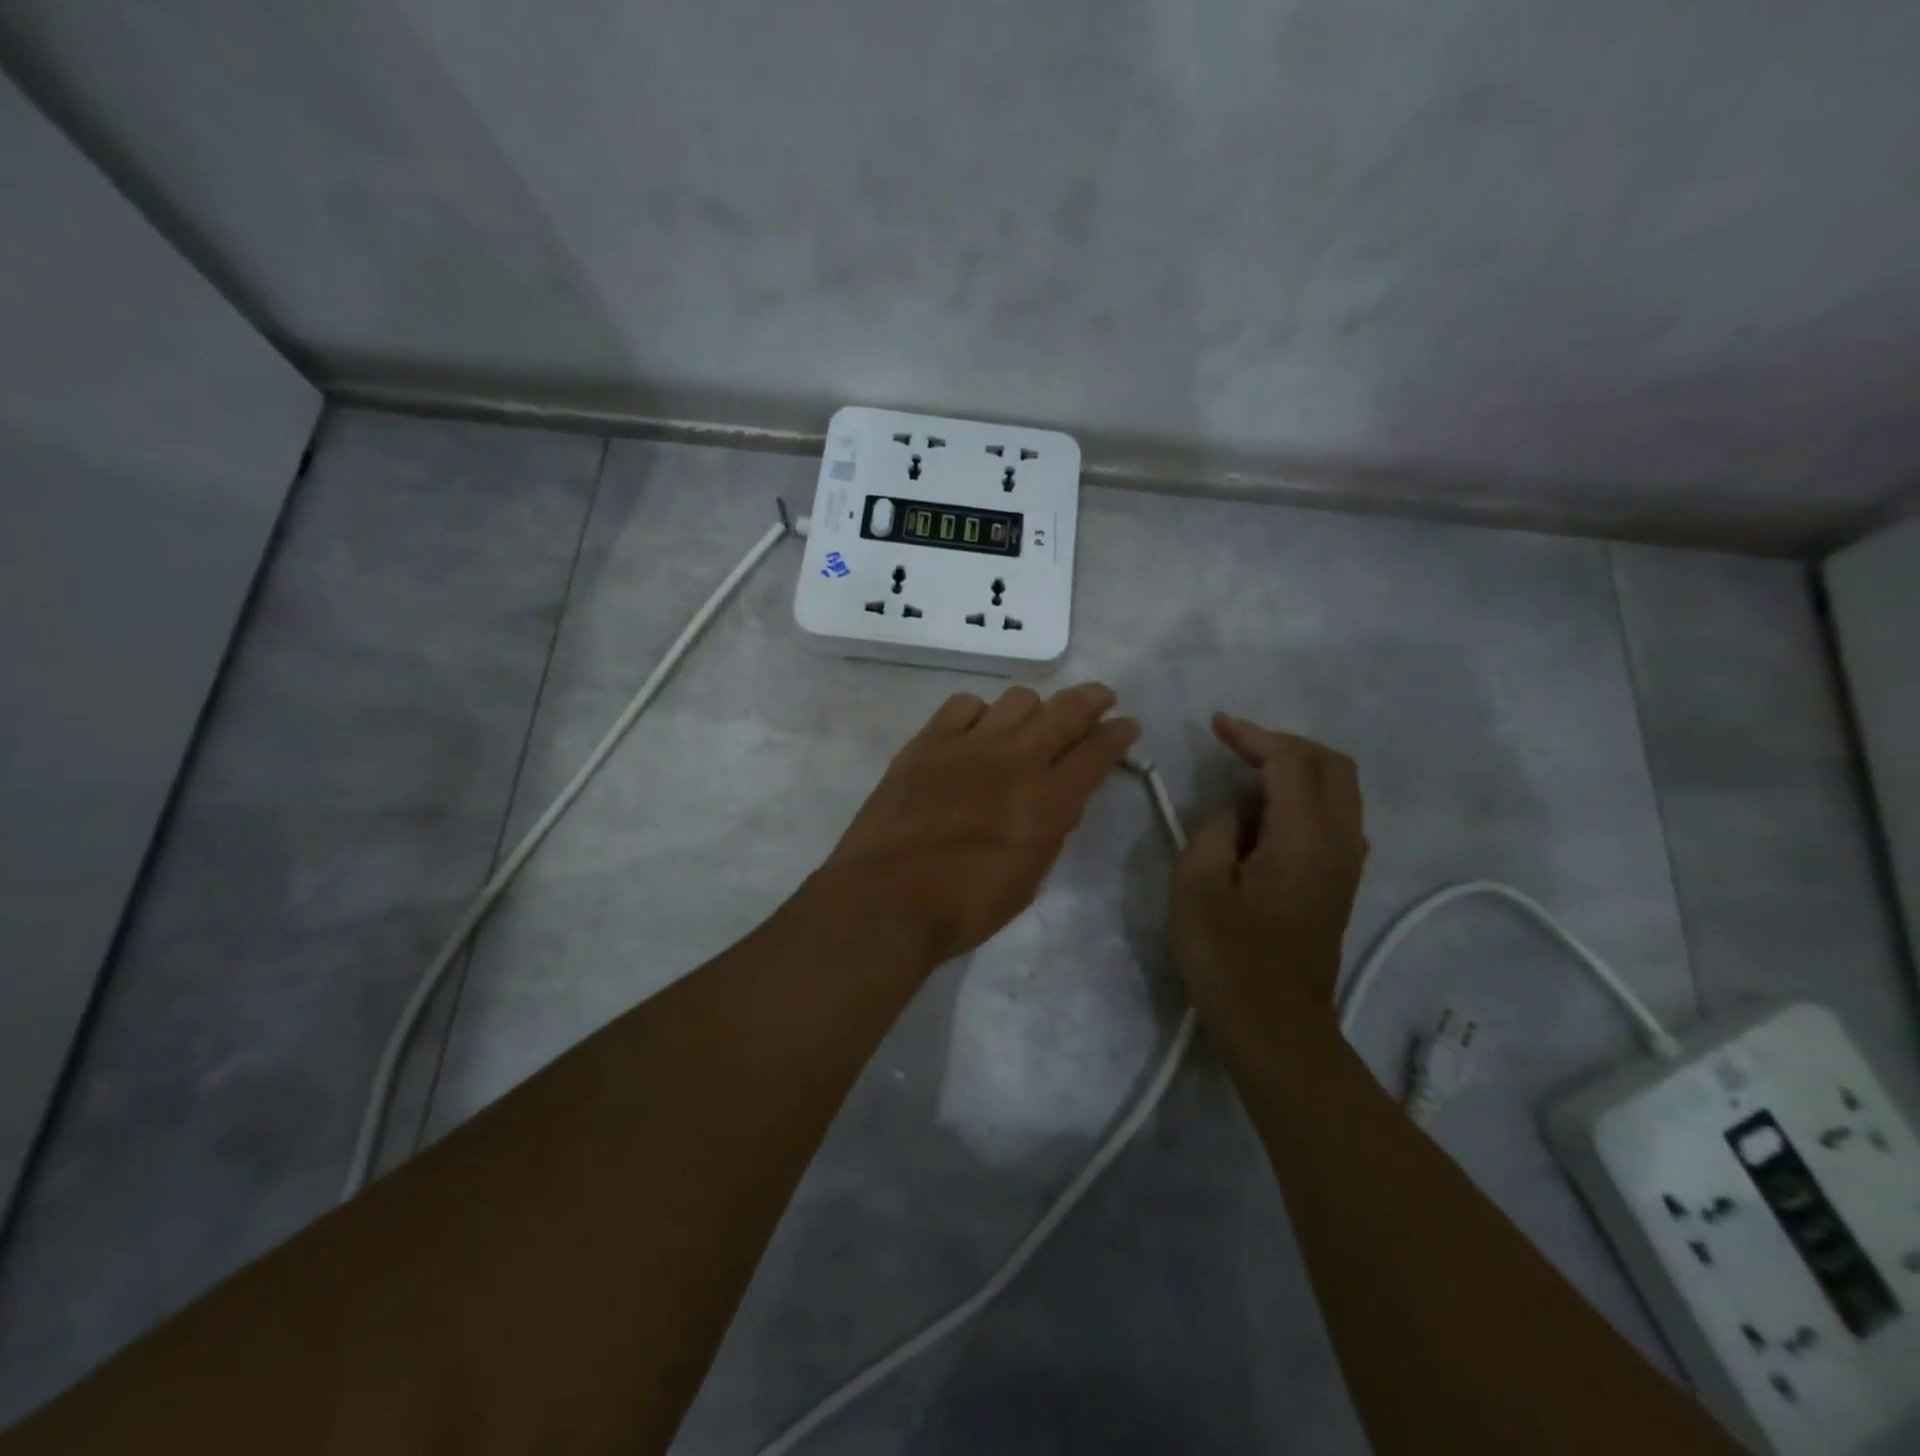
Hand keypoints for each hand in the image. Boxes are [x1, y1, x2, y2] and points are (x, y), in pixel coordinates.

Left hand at [816, 682, 1139, 968]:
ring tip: (1032, 719)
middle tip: (1100, 698)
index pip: (1097, 752)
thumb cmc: (964, 907)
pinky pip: (963, 705)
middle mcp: (1016, 761)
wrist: (887, 898)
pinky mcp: (928, 742)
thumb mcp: (1028, 878)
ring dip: (1035, 707)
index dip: (1118, 734)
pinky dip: (978, 712)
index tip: (1127, 725)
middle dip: (1090, 700)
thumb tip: (1055, 799)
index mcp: (1049, 801)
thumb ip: (1048, 829)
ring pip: (1017, 699)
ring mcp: (969, 745)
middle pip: (1065, 712)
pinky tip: (976, 729)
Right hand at [1173, 715, 1367, 1038]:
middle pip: (1332, 766)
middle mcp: (1340, 843)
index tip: (1216, 724)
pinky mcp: (1339, 884)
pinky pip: (1333, 817)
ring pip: (1339, 790)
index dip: (1253, 736)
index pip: (1290, 763)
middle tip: (1238, 744)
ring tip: (1248, 771)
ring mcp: (1346, 865)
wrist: (1276, 1028)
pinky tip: (1266, 812)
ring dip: (1298, 768)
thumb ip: (1216, 831)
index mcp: (1305, 839)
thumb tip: (1237, 812)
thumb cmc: (1229, 959)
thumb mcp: (1197, 887)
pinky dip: (1304, 796)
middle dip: (1285, 743)